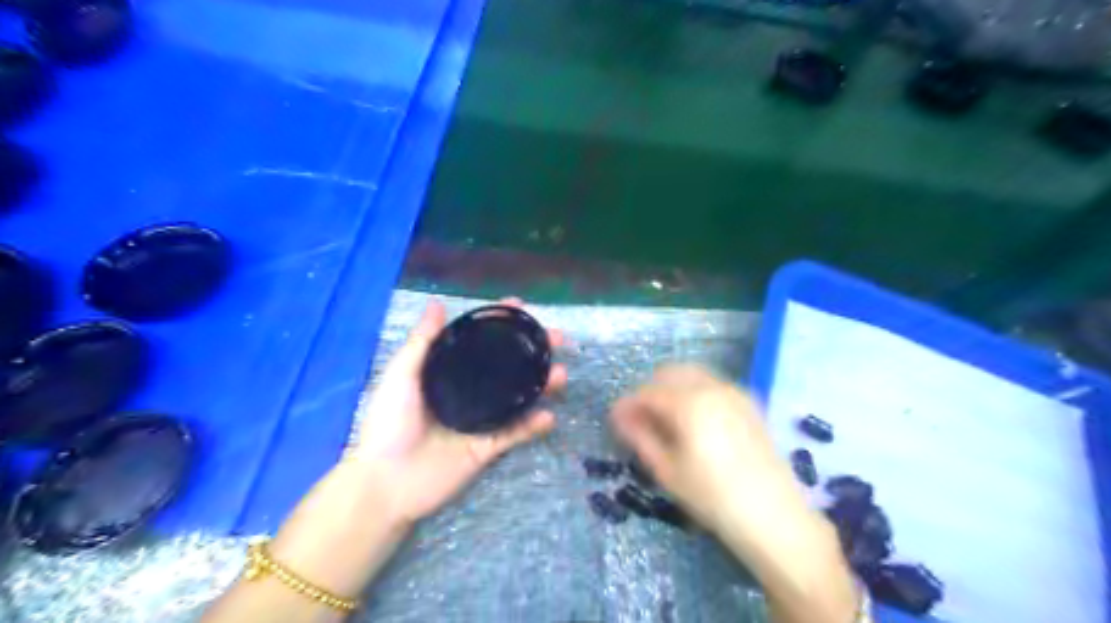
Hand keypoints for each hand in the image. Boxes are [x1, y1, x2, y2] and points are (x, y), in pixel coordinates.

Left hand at [346, 298, 568, 525]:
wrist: (385, 482)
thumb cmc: (388, 423)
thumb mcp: (401, 375)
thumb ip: (422, 341)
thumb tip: (437, 303)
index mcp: (450, 373)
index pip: (481, 342)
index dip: (501, 323)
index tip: (522, 306)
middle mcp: (470, 392)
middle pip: (508, 366)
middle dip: (535, 351)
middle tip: (557, 339)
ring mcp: (481, 420)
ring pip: (520, 398)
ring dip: (543, 385)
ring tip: (560, 375)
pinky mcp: (488, 448)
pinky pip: (516, 434)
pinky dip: (534, 426)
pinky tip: (549, 416)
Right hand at [608, 366, 855, 622]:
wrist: (773, 516)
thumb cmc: (712, 497)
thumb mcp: (667, 470)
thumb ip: (641, 436)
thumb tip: (620, 417)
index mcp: (689, 402)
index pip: (647, 391)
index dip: (627, 404)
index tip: (615, 420)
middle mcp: (712, 387)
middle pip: (670, 373)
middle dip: (649, 390)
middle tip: (638, 418)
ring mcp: (734, 392)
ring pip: (693, 375)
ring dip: (671, 388)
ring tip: (663, 419)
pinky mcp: (749, 403)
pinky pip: (713, 385)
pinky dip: (694, 392)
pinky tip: (692, 420)